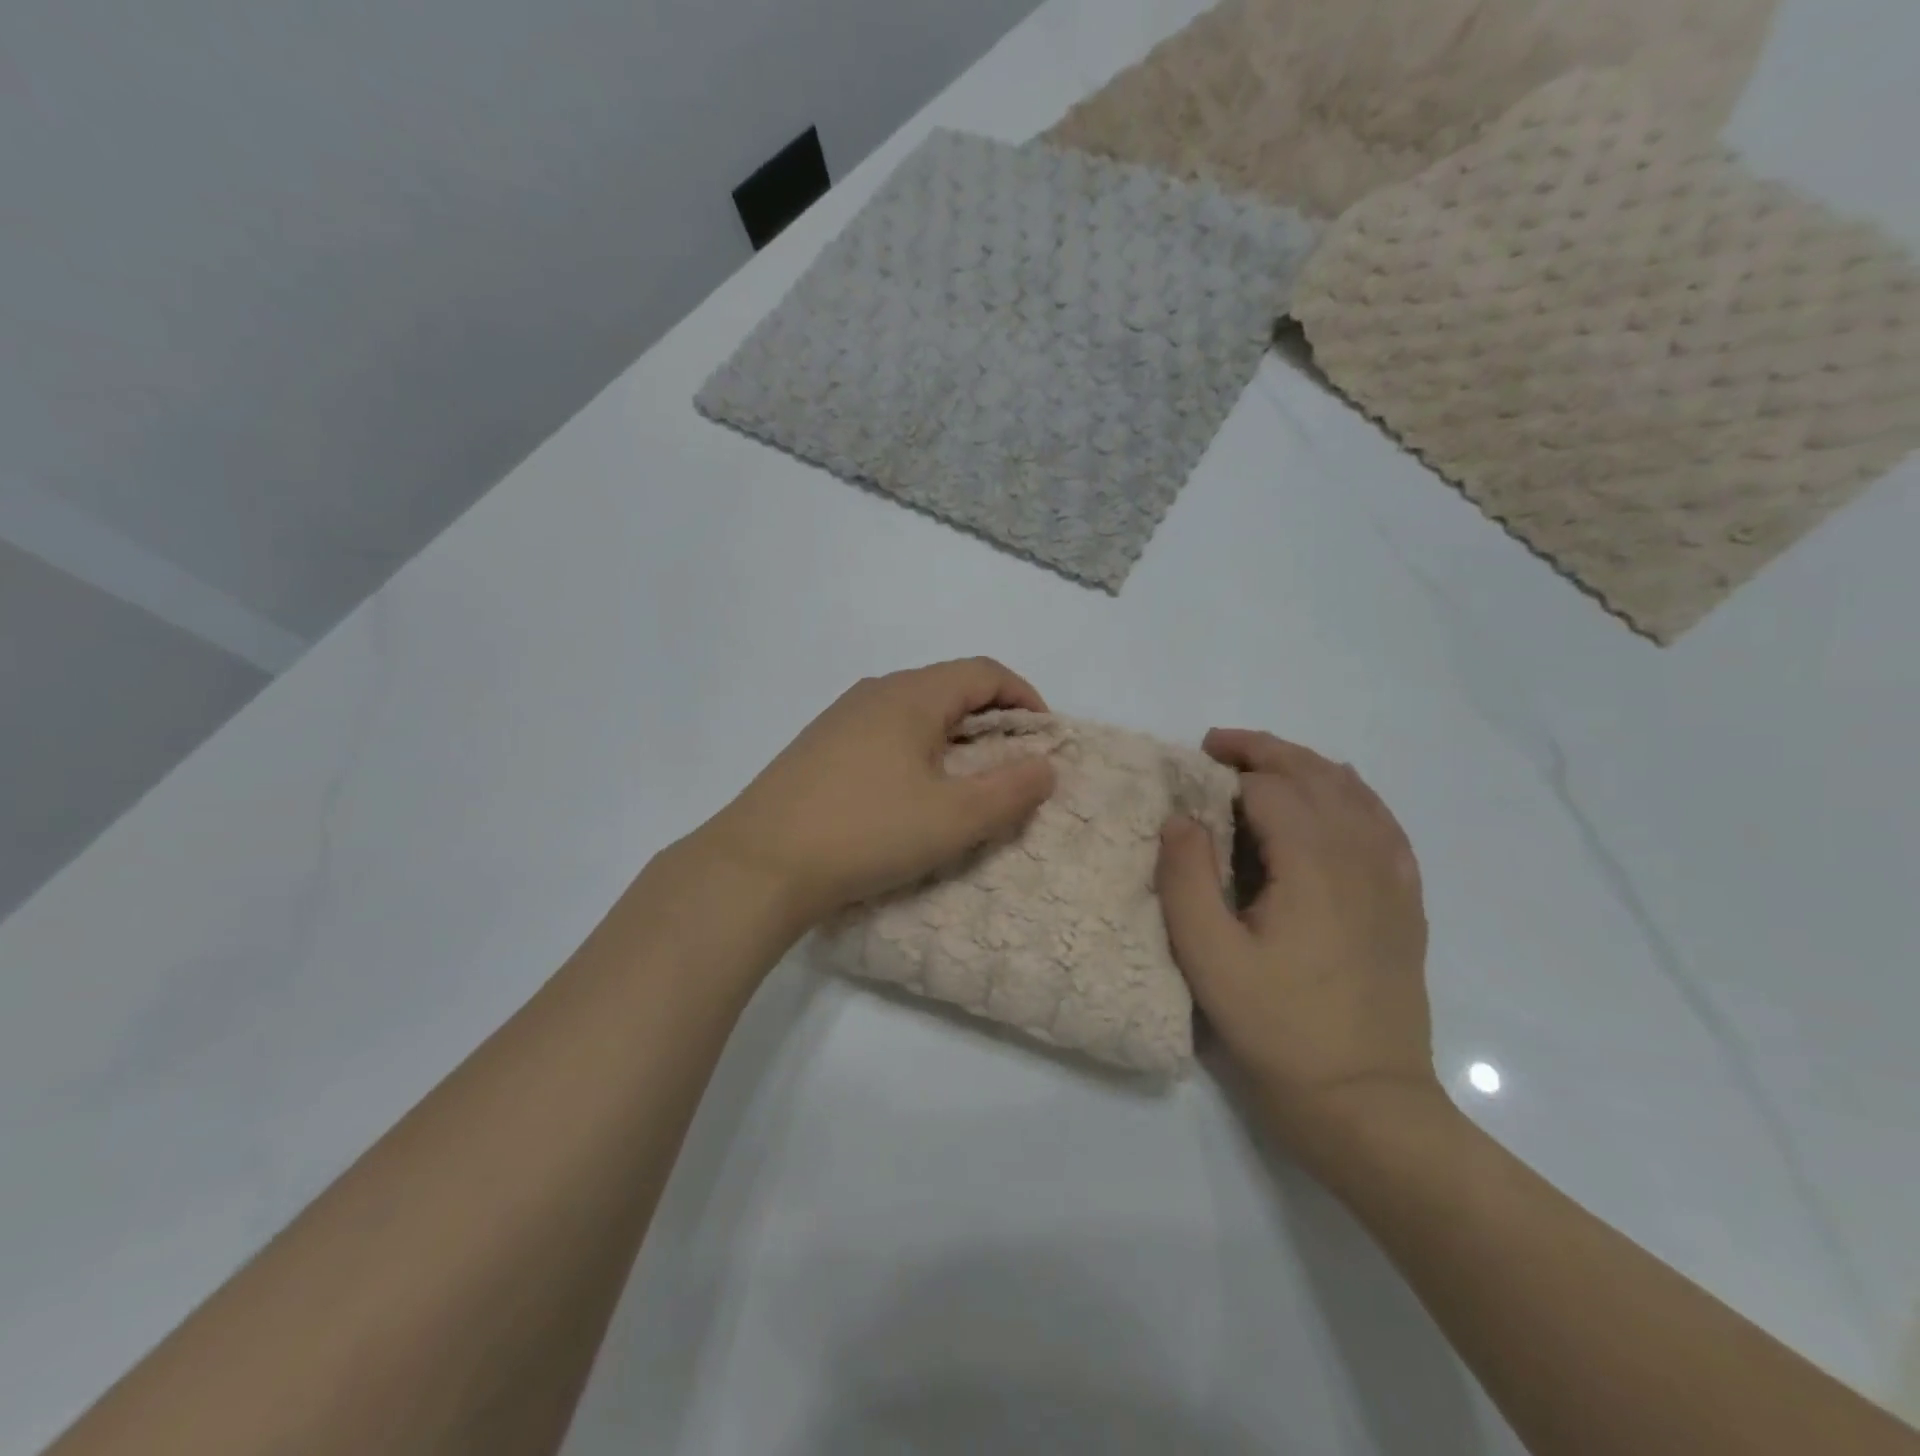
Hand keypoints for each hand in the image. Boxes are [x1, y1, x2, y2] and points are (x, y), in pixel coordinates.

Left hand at [695, 658, 1056, 929]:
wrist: (759, 863)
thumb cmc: (866, 832)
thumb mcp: (953, 818)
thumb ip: (1010, 790)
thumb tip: (1045, 765)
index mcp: (912, 694)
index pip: (984, 672)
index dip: (1024, 697)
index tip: (1044, 738)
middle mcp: (876, 692)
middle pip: (949, 687)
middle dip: (991, 719)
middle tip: (1011, 764)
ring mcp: (841, 718)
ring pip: (915, 710)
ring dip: (952, 736)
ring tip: (965, 781)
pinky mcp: (819, 746)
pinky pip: (884, 732)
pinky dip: (917, 749)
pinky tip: (909, 791)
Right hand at [1156, 730, 1439, 1157]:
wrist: (1366, 1103)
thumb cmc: (1278, 1029)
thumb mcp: (1209, 959)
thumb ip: (1187, 879)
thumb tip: (1180, 817)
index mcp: (1313, 865)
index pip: (1269, 788)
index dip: (1226, 770)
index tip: (1190, 768)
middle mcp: (1360, 857)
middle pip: (1316, 775)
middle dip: (1265, 751)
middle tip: (1218, 747)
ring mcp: (1392, 879)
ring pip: (1354, 793)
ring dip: (1307, 767)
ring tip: (1265, 765)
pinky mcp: (1405, 904)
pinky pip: (1384, 825)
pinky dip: (1353, 797)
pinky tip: (1336, 803)